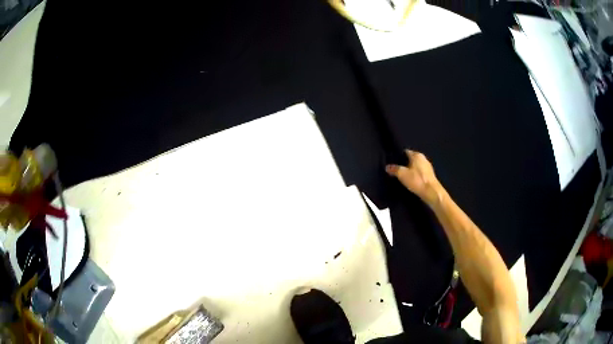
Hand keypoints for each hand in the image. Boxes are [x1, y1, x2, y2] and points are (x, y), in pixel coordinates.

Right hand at [386, 150, 443, 205]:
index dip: (398, 156)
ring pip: (416, 166)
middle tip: (396, 170)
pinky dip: (415, 176)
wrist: (431, 192)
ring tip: (402, 176)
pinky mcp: (430, 176)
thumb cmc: (417, 180)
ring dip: (410, 170)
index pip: (405, 152)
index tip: (393, 162)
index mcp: (417, 155)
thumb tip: (387, 167)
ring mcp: (428, 167)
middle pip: (411, 159)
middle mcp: (423, 158)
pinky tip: (411, 181)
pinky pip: (420, 173)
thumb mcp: (402, 174)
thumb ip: (394, 169)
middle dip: (404, 164)